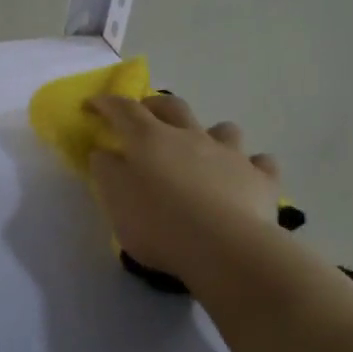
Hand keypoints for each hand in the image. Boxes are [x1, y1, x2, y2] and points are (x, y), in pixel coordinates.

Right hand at [84, 94, 283, 290]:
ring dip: (210, 133)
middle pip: (172, 107)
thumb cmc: (158, 224)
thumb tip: (105, 152)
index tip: (92, 104)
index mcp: (150, 139)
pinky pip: (261, 163)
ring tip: (203, 149)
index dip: (106, 103)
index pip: (123, 110)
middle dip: (154, 105)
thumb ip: (107, 171)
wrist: (224, 248)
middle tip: (143, 114)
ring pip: (223, 129)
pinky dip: (252, 166)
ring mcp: (231, 155)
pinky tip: (247, 177)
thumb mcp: (115, 200)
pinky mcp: (261, 179)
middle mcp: (191, 136)